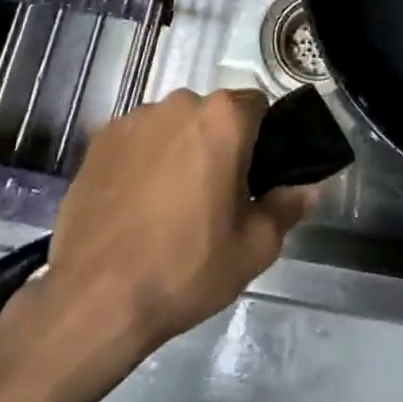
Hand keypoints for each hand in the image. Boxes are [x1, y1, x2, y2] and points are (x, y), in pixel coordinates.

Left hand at [35, 88, 318, 356]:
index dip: (261, 139)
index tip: (253, 177)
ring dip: (179, 149)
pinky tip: (134, 205)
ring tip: (168, 205)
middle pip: (213, 114)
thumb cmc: (185, 268)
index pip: (257, 106)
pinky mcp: (100, 140)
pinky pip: (137, 140)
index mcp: (223, 118)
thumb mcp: (253, 249)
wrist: (94, 299)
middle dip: (218, 144)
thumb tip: (308, 188)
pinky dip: (143, 160)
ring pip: (173, 126)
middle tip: (214, 197)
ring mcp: (135, 119)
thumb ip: (287, 208)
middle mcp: (180, 103)